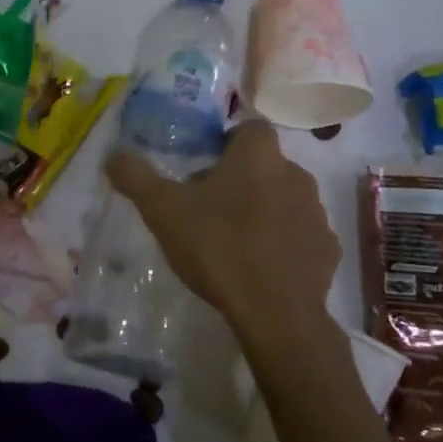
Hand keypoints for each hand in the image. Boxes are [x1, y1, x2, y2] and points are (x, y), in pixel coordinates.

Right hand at [108, 120, 340, 352]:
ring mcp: (317, 213)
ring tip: (236, 240)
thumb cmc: (218, 248)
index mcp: (258, 156)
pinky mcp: (328, 249)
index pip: (250, 128)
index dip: (228, 142)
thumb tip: (114, 156)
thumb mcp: (163, 211)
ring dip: (265, 210)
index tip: (205, 167)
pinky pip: (303, 235)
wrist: (275, 313)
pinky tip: (263, 267)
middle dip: (242, 179)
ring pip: (286, 198)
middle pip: (266, 165)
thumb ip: (136, 178)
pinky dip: (285, 243)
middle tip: (210, 208)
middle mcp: (295, 173)